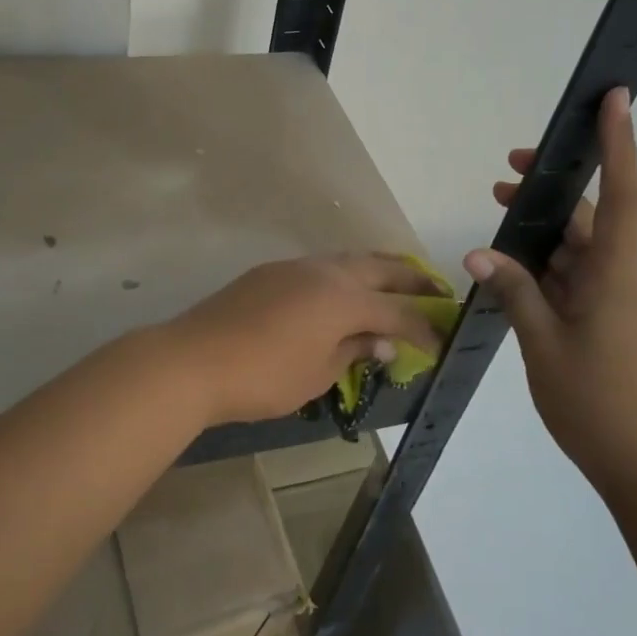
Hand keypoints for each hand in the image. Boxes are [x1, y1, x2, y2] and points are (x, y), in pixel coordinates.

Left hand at [169, 254, 444, 424]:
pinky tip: (344, 289)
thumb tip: (383, 341)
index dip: (423, 326)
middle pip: (380, 269)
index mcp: (343, 298)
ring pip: (349, 259)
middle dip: (412, 280)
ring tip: (397, 282)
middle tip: (438, 290)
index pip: (397, 311)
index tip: (442, 340)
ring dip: (378, 269)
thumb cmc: (263, 376)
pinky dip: (345, 274)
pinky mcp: (271, 272)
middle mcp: (325, 272)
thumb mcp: (318, 373)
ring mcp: (296, 267)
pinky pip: (322, 265)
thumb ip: (355, 351)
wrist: (194, 359)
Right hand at [462, 89, 636, 501]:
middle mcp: (626, 277)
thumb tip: (479, 251)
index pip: (622, 195)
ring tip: (501, 220)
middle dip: (550, 194)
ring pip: (582, 251)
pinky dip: (551, 268)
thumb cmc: (595, 402)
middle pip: (591, 220)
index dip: (619, 143)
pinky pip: (582, 279)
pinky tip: (516, 276)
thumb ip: (513, 290)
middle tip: (504, 178)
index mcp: (615, 275)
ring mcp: (623, 300)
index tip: (616, 99)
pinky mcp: (617, 321)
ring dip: (544, 236)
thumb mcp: (541, 343)